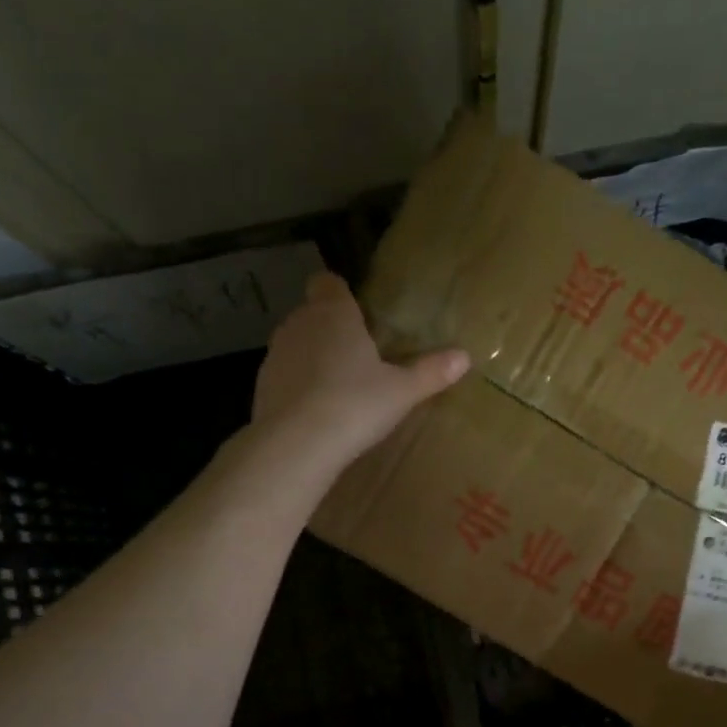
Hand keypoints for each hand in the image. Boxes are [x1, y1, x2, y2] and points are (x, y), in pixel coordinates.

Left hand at [252, 272, 470, 469]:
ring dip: (313, 357)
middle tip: (359, 356)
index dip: (341, 294)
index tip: (358, 313)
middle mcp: (299, 324)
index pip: (328, 283)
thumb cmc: (355, 405)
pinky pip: (285, 375)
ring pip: (296, 344)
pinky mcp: (262, 385)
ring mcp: (275, 354)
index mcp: (334, 314)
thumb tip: (464, 357)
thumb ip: (431, 372)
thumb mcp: (402, 392)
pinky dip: (297, 385)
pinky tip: (315, 411)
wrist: (297, 444)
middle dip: (331, 328)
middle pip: (313, 313)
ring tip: (338, 387)